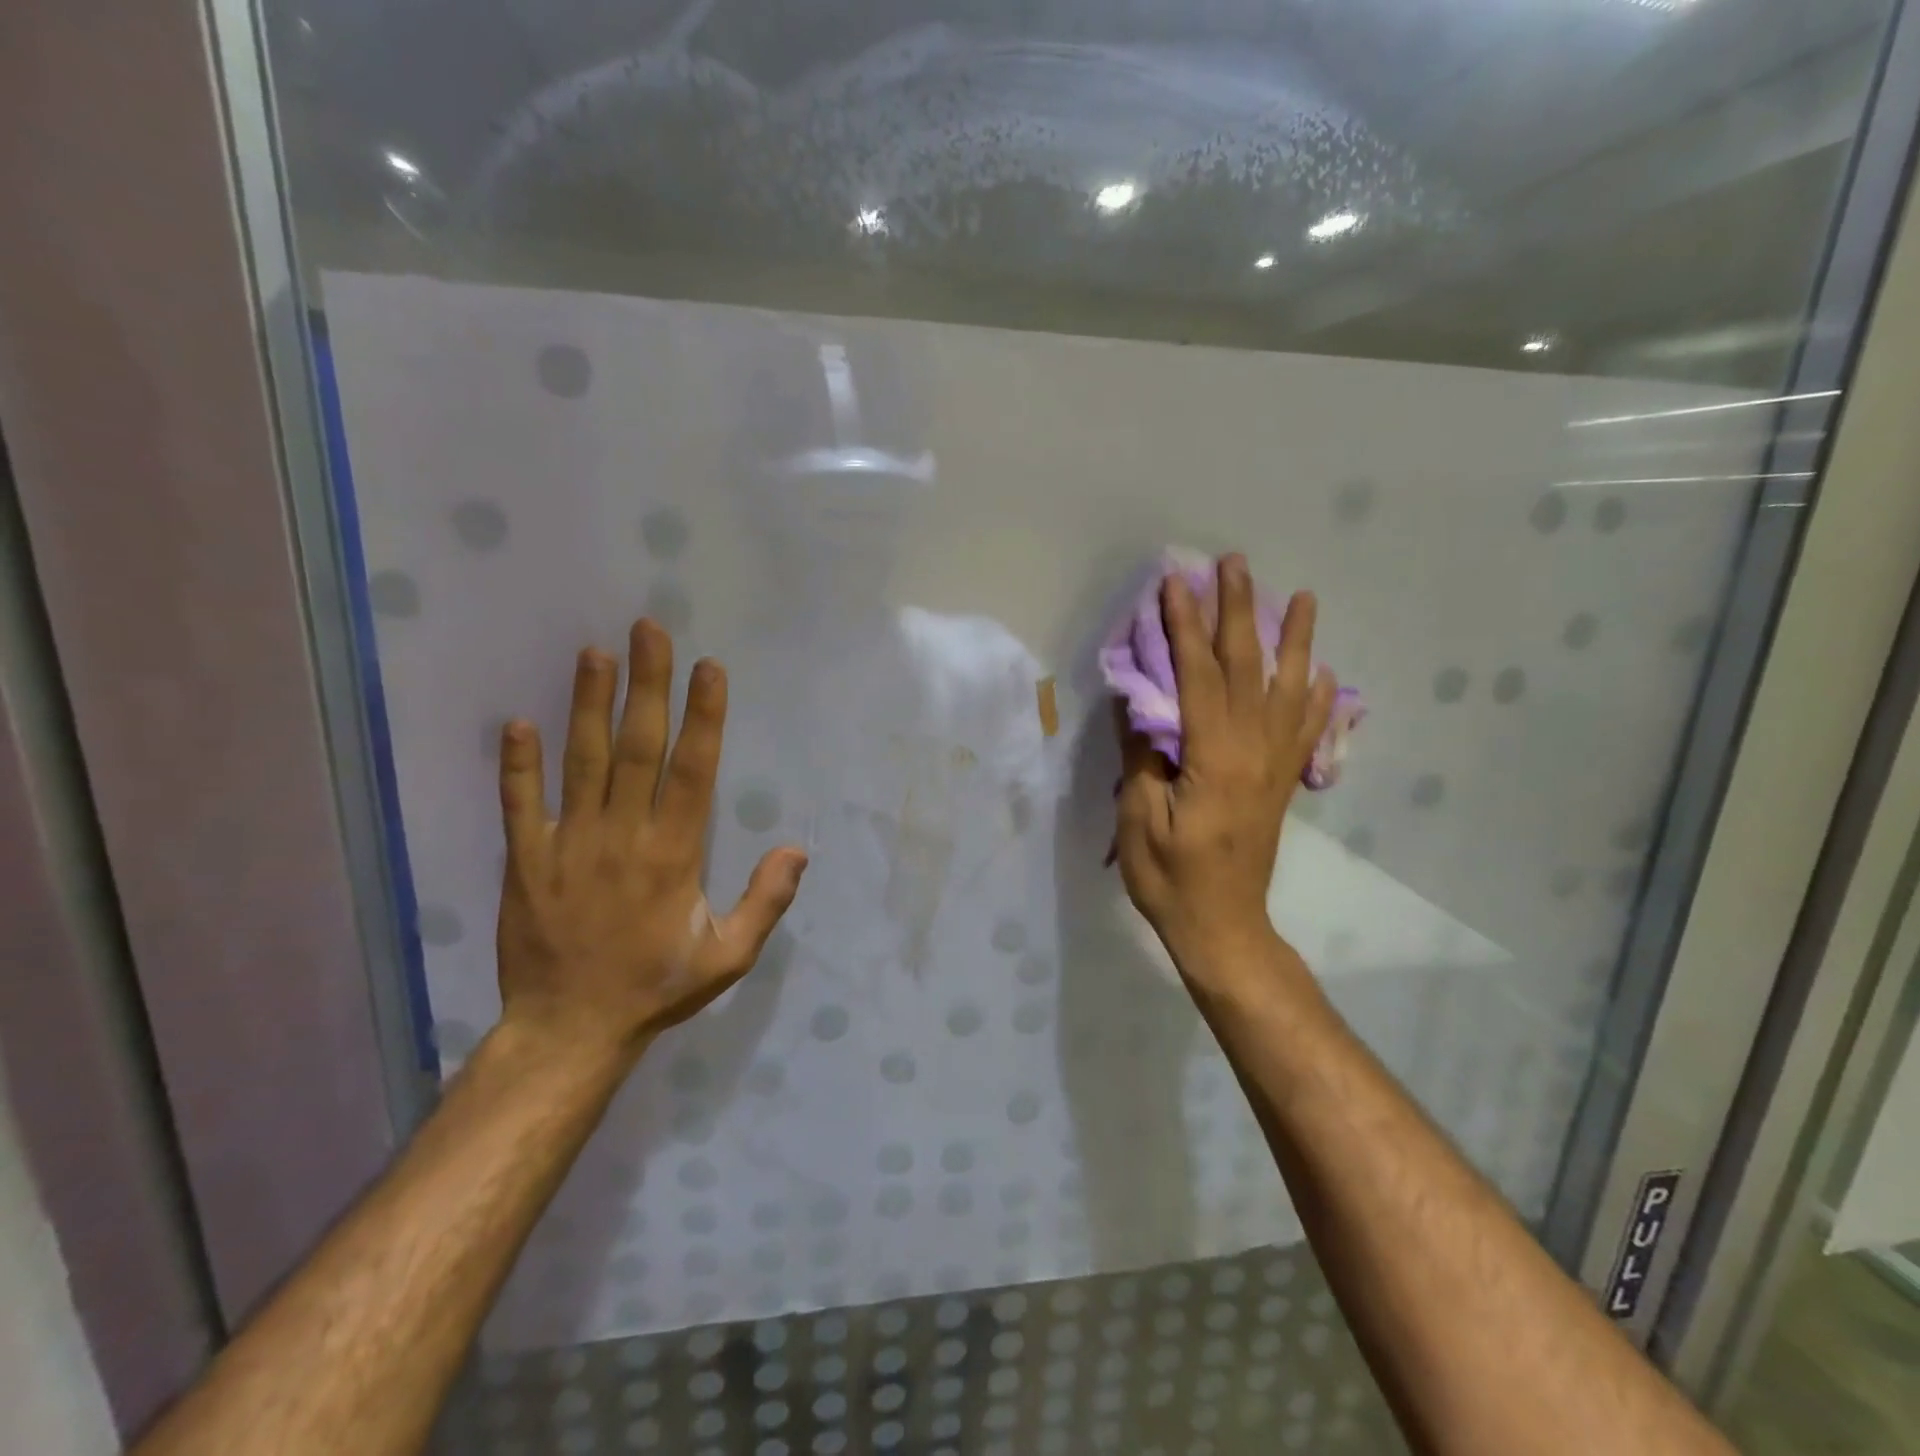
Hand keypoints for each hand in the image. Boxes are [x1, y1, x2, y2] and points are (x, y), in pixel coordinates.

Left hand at [493, 619, 807, 1061]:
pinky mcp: (525, 861)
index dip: (703, 717)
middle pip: (637, 748)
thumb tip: (798, 848)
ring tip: (593, 653)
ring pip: (581, 763)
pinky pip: (519, 805)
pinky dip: (517, 765)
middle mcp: (622, 837)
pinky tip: (517, 723)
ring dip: (588, 706)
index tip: (707, 668)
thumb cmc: (656, 987)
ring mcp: (569, 845)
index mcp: (673, 855)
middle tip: (648, 630)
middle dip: (647, 686)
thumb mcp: (729, 956)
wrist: (569, 1030)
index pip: (693, 771)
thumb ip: (766, 901)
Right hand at [1114, 554, 1335, 989]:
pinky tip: (1323, 672)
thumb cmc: (1171, 878)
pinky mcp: (1281, 782)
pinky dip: (1318, 697)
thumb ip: (1142, 755)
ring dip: (1293, 640)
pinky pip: (1308, 730)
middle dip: (1238, 612)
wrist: (1224, 928)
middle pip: (1249, 669)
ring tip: (1303, 597)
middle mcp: (1255, 751)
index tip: (1175, 583)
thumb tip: (1140, 700)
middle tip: (1235, 564)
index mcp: (1216, 758)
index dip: (1185, 627)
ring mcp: (1275, 766)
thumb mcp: (1139, 819)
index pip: (1199, 677)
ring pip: (1288, 690)